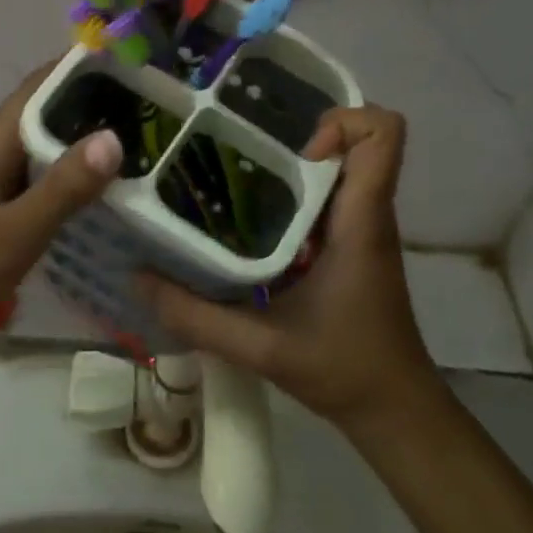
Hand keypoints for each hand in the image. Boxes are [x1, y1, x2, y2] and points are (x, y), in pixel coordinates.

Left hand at [0, 68, 122, 374]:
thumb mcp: (13, 232)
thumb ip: (63, 188)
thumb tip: (114, 136)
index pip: (36, 89)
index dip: (75, 68)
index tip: (126, 60)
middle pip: (44, 118)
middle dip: (90, 105)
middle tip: (150, 105)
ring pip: (45, 155)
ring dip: (84, 144)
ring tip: (140, 140)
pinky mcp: (0, 223)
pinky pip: (43, 189)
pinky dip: (73, 183)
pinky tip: (106, 194)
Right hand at [136, 107, 440, 433]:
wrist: (394, 411)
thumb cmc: (344, 369)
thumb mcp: (262, 347)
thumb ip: (196, 316)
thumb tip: (138, 277)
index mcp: (361, 220)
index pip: (383, 133)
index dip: (341, 122)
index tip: (293, 153)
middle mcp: (366, 212)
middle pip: (353, 140)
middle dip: (295, 136)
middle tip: (238, 154)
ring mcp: (360, 228)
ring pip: (336, 167)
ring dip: (289, 165)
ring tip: (232, 177)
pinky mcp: (349, 245)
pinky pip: (325, 197)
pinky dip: (290, 195)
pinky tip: (246, 219)